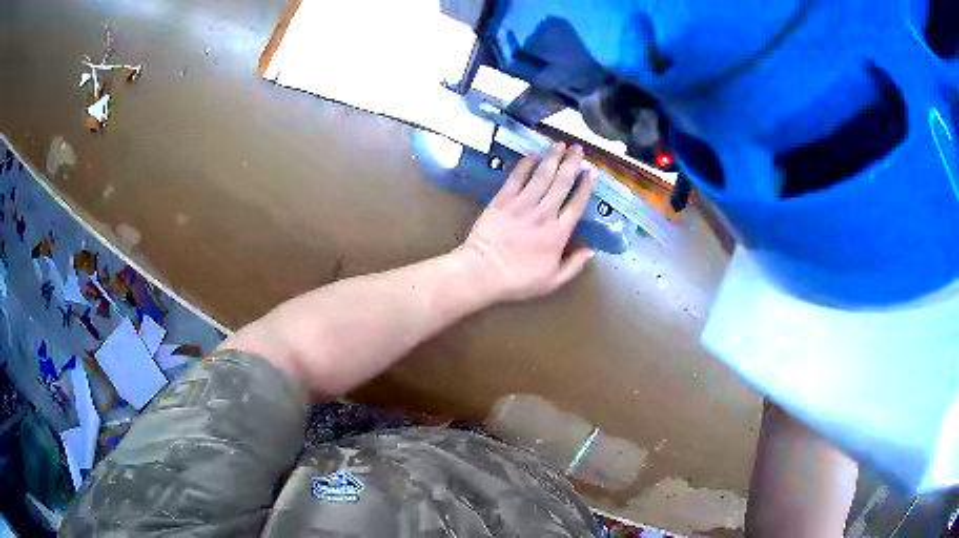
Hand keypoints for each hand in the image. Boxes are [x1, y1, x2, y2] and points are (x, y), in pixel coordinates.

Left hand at [458, 142, 596, 302]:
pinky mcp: (502, 200)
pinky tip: (534, 155)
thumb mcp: (552, 281)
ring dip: (552, 158)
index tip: (592, 172)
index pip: (576, 204)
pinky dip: (526, 164)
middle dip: (572, 164)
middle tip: (579, 149)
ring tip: (561, 144)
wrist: (481, 272)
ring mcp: (522, 204)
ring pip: (542, 175)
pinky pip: (517, 177)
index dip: (585, 187)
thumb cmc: (518, 280)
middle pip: (561, 183)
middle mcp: (544, 214)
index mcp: (558, 233)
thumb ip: (574, 265)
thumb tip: (591, 250)